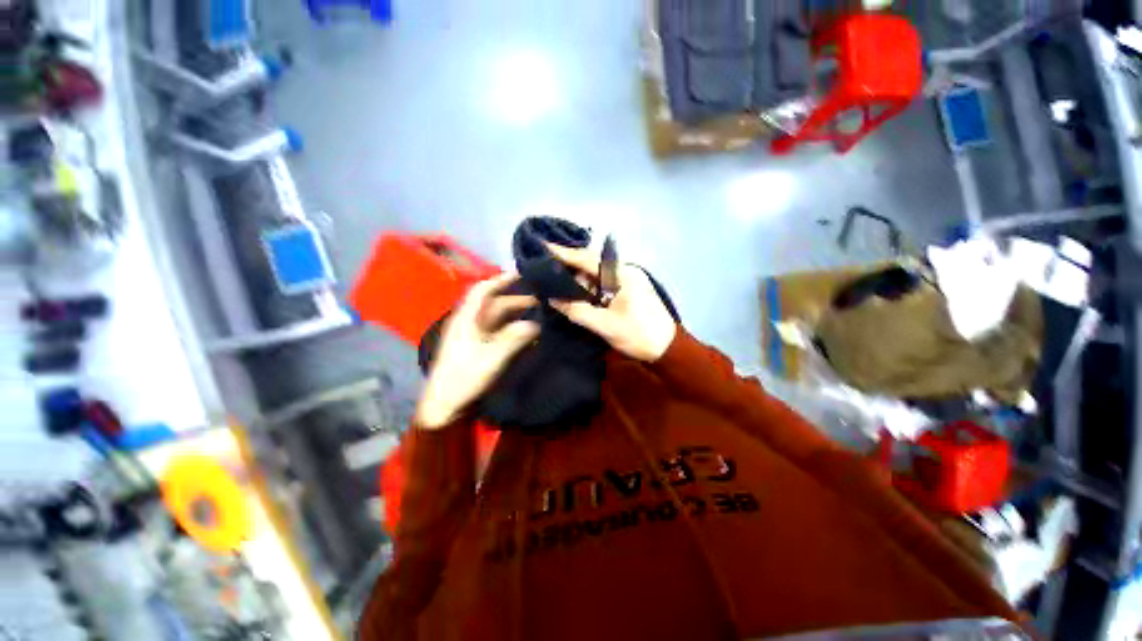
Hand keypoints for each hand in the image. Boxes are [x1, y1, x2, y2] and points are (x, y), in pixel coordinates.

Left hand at [414, 274, 539, 428]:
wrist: (445, 406)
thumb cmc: (463, 379)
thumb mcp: (490, 359)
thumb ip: (512, 340)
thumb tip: (534, 325)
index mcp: (466, 320)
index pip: (482, 291)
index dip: (500, 280)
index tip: (521, 275)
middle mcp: (469, 323)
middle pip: (493, 305)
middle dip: (515, 299)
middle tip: (539, 300)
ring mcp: (473, 336)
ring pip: (497, 319)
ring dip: (515, 314)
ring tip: (537, 314)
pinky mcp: (478, 348)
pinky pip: (498, 332)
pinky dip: (512, 329)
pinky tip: (526, 333)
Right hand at [546, 244, 676, 361]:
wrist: (667, 348)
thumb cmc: (638, 335)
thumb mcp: (606, 325)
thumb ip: (578, 311)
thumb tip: (553, 299)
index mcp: (622, 275)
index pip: (588, 259)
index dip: (565, 253)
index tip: (544, 247)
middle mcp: (624, 272)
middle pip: (591, 265)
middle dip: (569, 270)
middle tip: (546, 274)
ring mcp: (627, 280)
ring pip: (596, 276)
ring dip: (579, 283)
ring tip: (558, 288)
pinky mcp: (627, 290)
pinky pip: (603, 284)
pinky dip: (589, 290)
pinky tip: (577, 296)